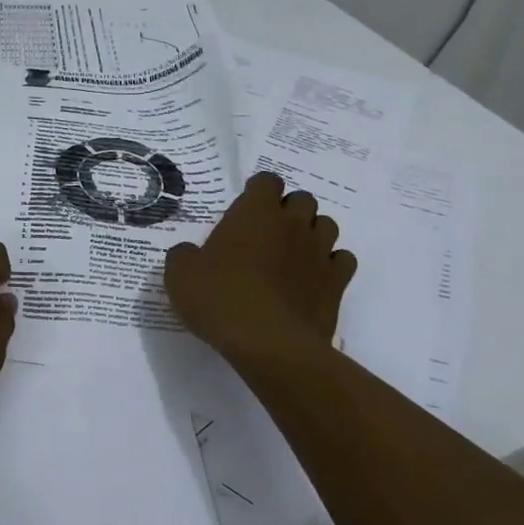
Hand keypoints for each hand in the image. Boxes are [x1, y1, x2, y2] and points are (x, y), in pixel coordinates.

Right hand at [165, 170, 357, 365]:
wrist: (268, 343)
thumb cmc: (220, 298)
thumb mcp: (180, 274)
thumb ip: (185, 255)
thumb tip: (190, 254)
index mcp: (255, 212)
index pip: (267, 181)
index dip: (258, 191)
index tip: (245, 209)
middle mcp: (292, 224)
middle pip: (302, 199)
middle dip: (288, 210)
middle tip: (267, 233)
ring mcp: (319, 252)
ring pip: (327, 225)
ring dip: (311, 233)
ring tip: (292, 254)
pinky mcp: (337, 283)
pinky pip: (342, 260)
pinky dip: (331, 264)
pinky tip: (313, 279)